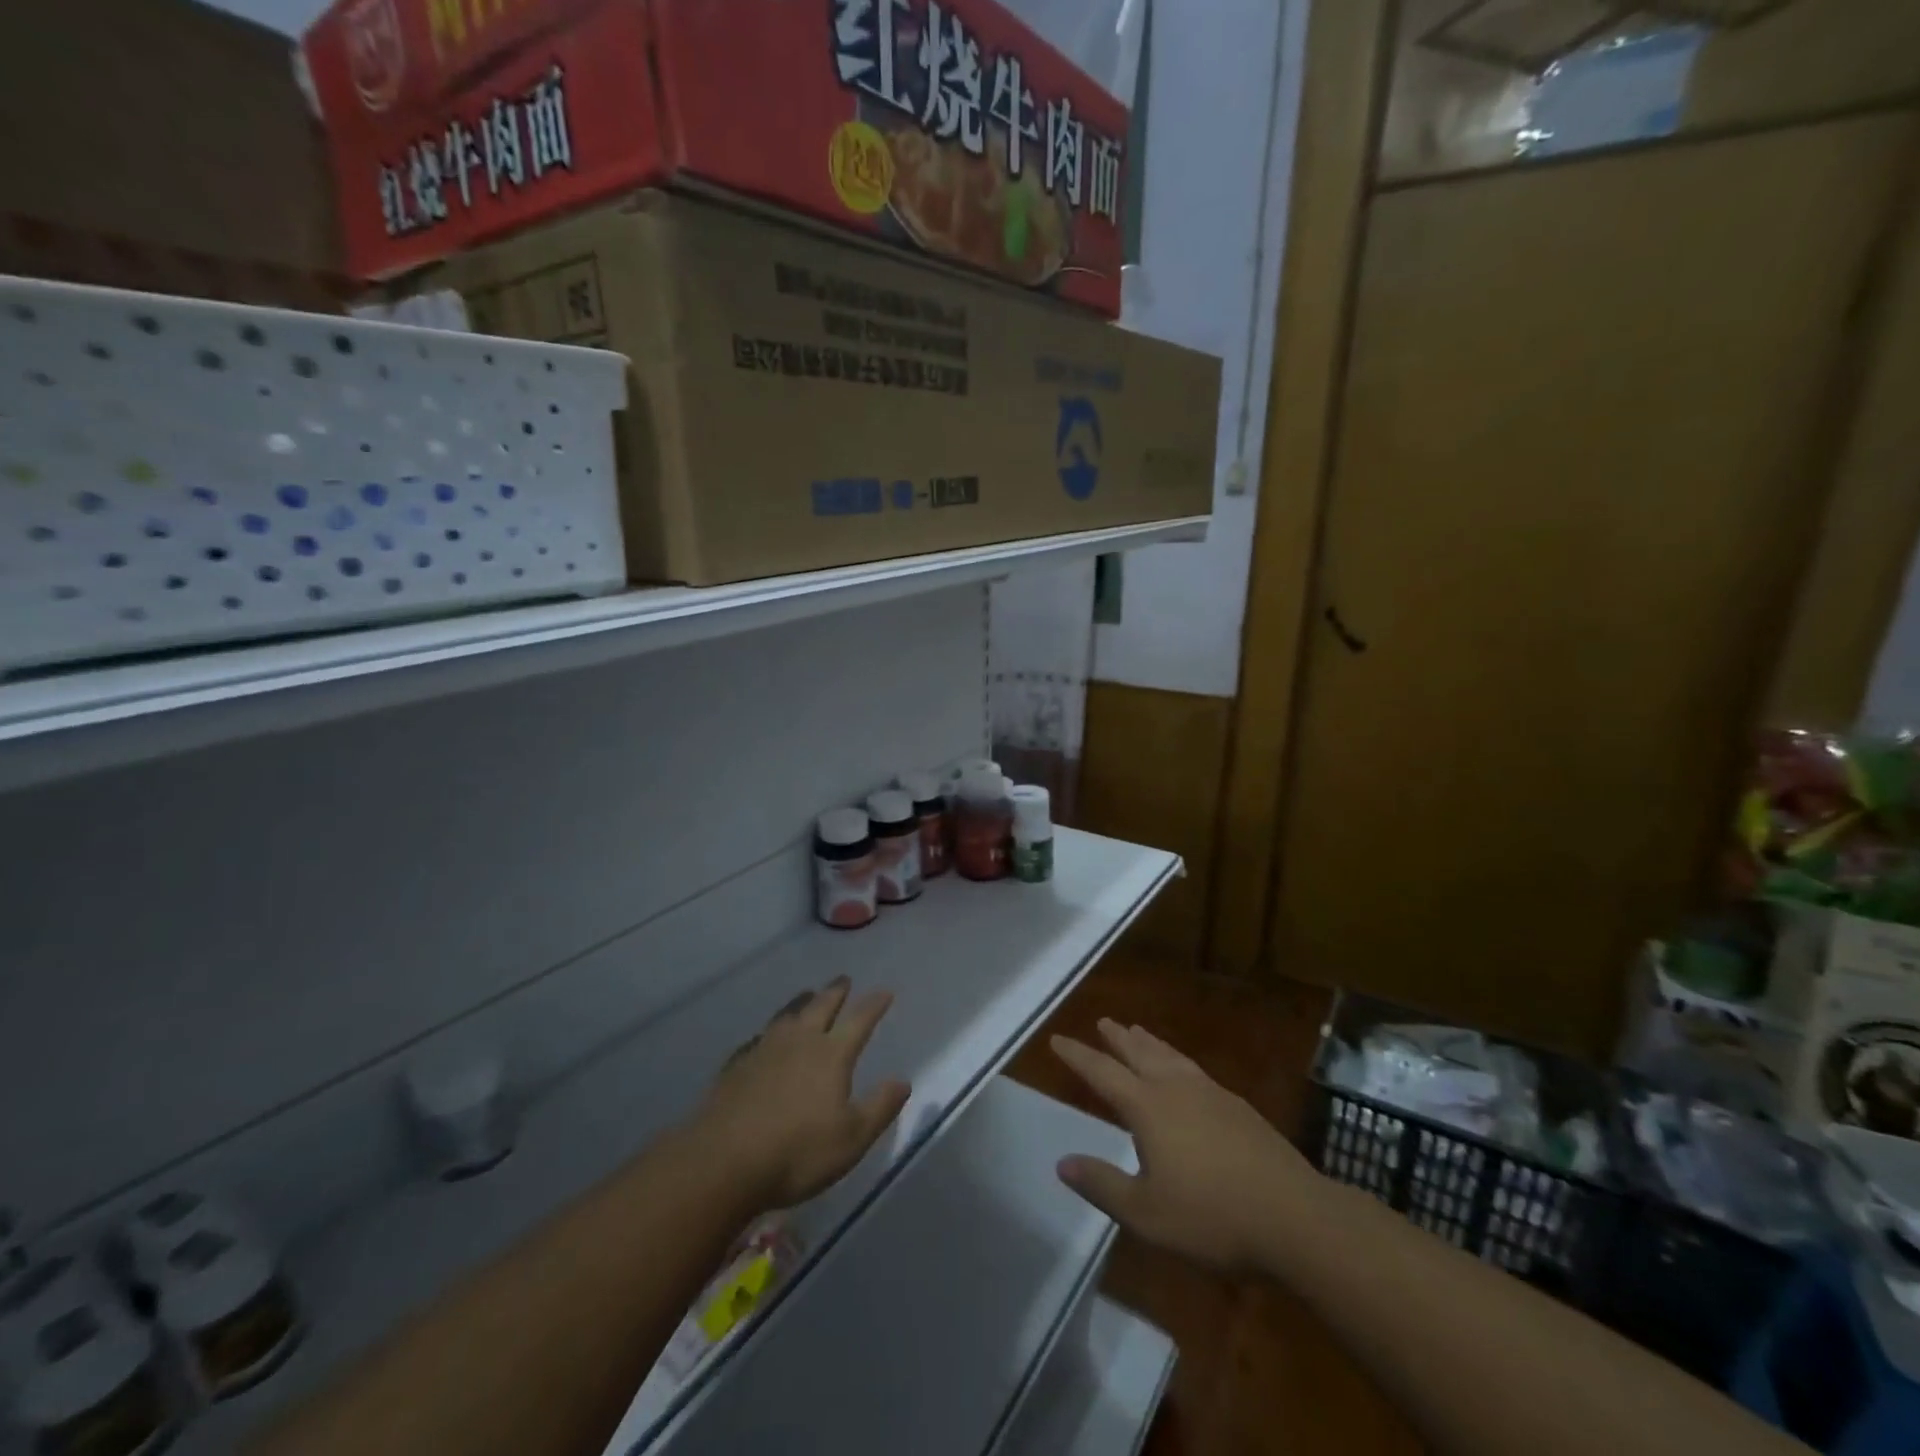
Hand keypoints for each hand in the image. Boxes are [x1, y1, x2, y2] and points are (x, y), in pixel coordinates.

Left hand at [692, 977, 910, 1212]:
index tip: (885, 991)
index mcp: (831, 1055)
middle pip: (820, 1007)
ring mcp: (764, 1050)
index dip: (874, 1005)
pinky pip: (758, 1038)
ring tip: (807, 994)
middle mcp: (799, 1042)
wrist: (723, 1162)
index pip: (859, 1021)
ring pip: (787, 1015)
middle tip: (843, 979)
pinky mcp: (736, 1066)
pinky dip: (769, 1031)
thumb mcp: (852, 1138)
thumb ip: (879, 1107)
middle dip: (835, 992)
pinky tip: (765, 1037)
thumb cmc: (797, 1152)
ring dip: (801, 1002)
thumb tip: (902, 1081)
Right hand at [1052, 1018, 1312, 1270]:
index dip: (1078, 1056)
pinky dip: (1177, 1059)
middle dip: (1117, 1038)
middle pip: (1139, 1053)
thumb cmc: (1212, 1217)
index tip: (1057, 1039)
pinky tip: (1185, 1072)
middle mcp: (1176, 1088)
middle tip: (1103, 1021)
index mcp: (1148, 1107)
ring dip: (1149, 1042)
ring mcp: (1211, 1093)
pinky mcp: (1238, 1107)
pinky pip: (1195, 1069)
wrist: (1294, 1217)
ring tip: (1138, 1031)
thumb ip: (1102, 1185)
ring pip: (1171, 1056)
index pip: (1102, 1072)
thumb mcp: (1146, 1213)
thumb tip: (1062, 1163)